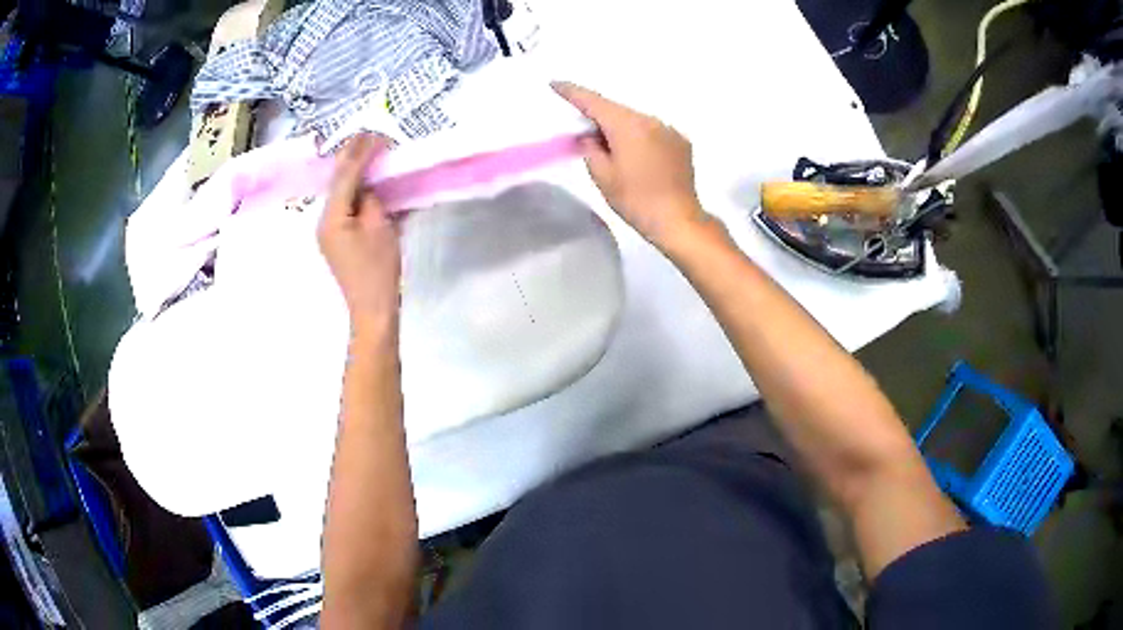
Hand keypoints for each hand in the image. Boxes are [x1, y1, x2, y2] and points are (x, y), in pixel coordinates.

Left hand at [319, 134, 400, 334]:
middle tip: (373, 138)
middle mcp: (325, 220)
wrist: (372, 311)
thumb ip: (373, 199)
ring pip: (344, 193)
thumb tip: (370, 186)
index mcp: (332, 217)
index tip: (378, 134)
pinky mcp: (338, 240)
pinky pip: (349, 208)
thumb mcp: (381, 228)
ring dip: (359, 174)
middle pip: (339, 182)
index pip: (346, 175)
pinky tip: (373, 184)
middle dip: (355, 158)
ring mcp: (330, 231)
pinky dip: (361, 194)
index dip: (361, 152)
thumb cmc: (378, 271)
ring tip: (374, 155)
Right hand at [553, 81, 709, 250]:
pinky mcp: (681, 143)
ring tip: (610, 145)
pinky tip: (636, 155)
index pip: (593, 101)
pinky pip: (653, 131)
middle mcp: (650, 120)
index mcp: (627, 125)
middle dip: (597, 114)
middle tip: (581, 125)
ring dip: (620, 126)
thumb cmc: (636, 200)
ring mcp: (669, 130)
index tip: (555, 83)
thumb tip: (589, 136)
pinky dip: (639, 136)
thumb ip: (590, 149)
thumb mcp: (602, 177)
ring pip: (636, 120)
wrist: (679, 220)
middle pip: (616, 109)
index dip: (572, 92)